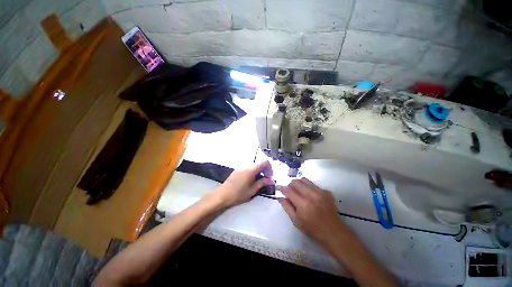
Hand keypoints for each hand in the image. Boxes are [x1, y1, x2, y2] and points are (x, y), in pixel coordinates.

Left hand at [213, 161, 273, 207]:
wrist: (222, 195)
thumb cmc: (238, 194)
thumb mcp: (252, 190)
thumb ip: (262, 183)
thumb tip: (272, 180)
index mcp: (251, 169)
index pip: (265, 162)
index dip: (270, 169)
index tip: (270, 178)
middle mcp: (246, 166)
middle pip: (259, 164)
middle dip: (265, 171)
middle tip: (266, 181)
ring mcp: (241, 168)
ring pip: (254, 167)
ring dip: (259, 172)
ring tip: (258, 182)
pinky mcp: (237, 171)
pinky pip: (248, 169)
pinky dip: (252, 173)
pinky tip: (250, 182)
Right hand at [279, 178, 344, 244]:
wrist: (333, 233)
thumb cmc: (312, 229)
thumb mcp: (296, 221)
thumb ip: (286, 207)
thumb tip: (280, 197)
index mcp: (303, 204)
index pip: (288, 190)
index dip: (282, 188)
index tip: (279, 188)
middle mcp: (311, 195)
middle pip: (296, 181)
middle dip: (290, 185)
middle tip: (289, 191)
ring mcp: (320, 192)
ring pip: (305, 180)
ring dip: (299, 184)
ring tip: (299, 191)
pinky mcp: (327, 192)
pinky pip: (313, 184)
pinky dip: (308, 187)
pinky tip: (310, 196)